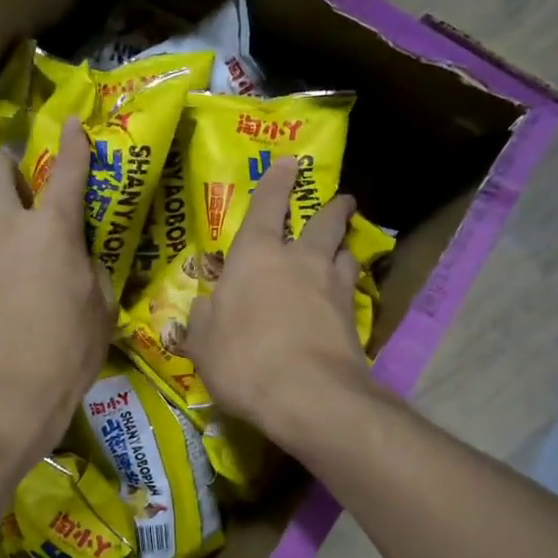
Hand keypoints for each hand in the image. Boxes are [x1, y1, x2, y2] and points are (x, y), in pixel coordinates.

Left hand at [0, 114, 111, 477]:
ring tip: (2, 243)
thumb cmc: (66, 355)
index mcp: (53, 231)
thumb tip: (78, 255)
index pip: (67, 170)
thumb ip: (90, 269)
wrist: (2, 397)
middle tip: (20, 186)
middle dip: (4, 164)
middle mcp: (6, 227)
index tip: (70, 123)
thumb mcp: (100, 310)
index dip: (72, 142)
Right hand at [187, 157, 371, 448]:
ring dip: (344, 246)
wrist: (307, 394)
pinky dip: (348, 287)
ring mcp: (331, 287)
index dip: (277, 182)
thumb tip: (204, 309)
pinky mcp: (354, 318)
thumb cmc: (243, 359)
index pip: (267, 206)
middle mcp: (298, 261)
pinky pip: (352, 290)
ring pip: (345, 253)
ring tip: (343, 250)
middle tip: (341, 201)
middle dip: (332, 208)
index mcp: (255, 256)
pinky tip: (344, 297)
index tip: (290, 163)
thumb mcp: (204, 344)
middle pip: (323, 222)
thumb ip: (203, 321)